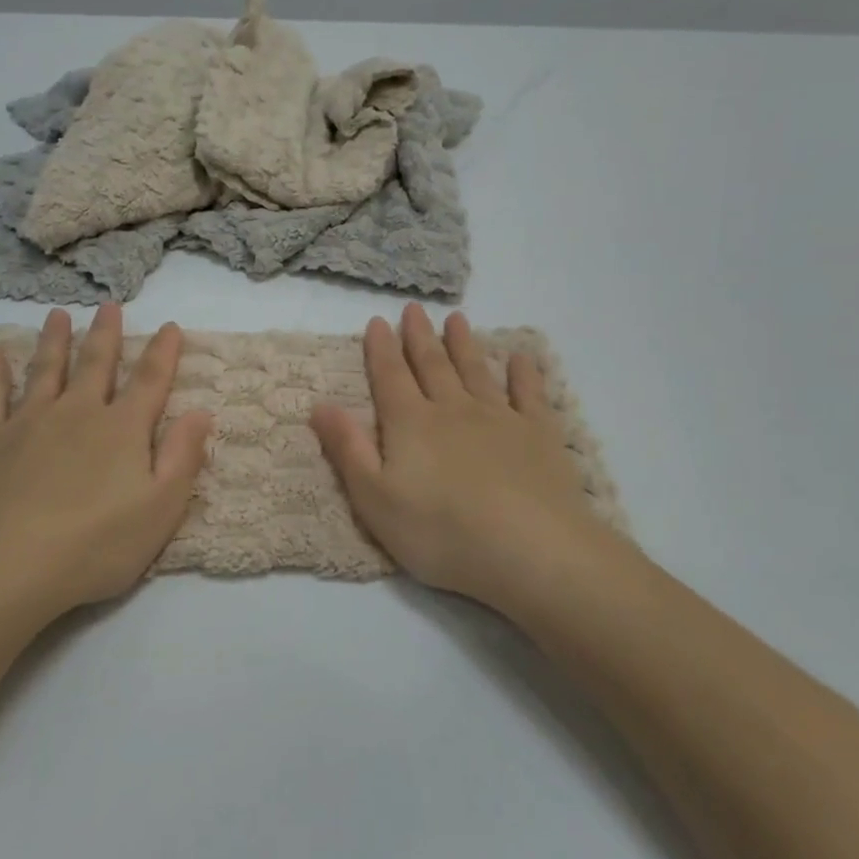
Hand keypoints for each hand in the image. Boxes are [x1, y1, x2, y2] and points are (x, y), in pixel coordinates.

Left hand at [0, 304, 212, 630]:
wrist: (6, 568)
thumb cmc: (95, 545)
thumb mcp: (160, 510)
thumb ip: (182, 457)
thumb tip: (200, 411)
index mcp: (122, 430)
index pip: (150, 381)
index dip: (163, 352)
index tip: (170, 326)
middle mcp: (77, 413)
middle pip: (95, 364)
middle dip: (106, 334)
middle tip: (110, 306)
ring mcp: (28, 422)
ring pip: (45, 370)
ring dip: (54, 340)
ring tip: (58, 315)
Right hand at [310, 304, 628, 614]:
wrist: (530, 549)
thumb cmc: (440, 532)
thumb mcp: (375, 499)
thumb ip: (347, 449)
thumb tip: (319, 405)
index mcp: (410, 424)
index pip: (390, 377)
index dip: (380, 349)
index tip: (377, 321)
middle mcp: (453, 410)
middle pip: (432, 365)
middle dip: (419, 337)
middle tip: (414, 309)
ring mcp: (500, 418)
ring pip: (476, 371)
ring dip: (464, 344)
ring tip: (457, 319)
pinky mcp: (539, 435)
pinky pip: (530, 394)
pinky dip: (524, 373)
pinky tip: (522, 358)